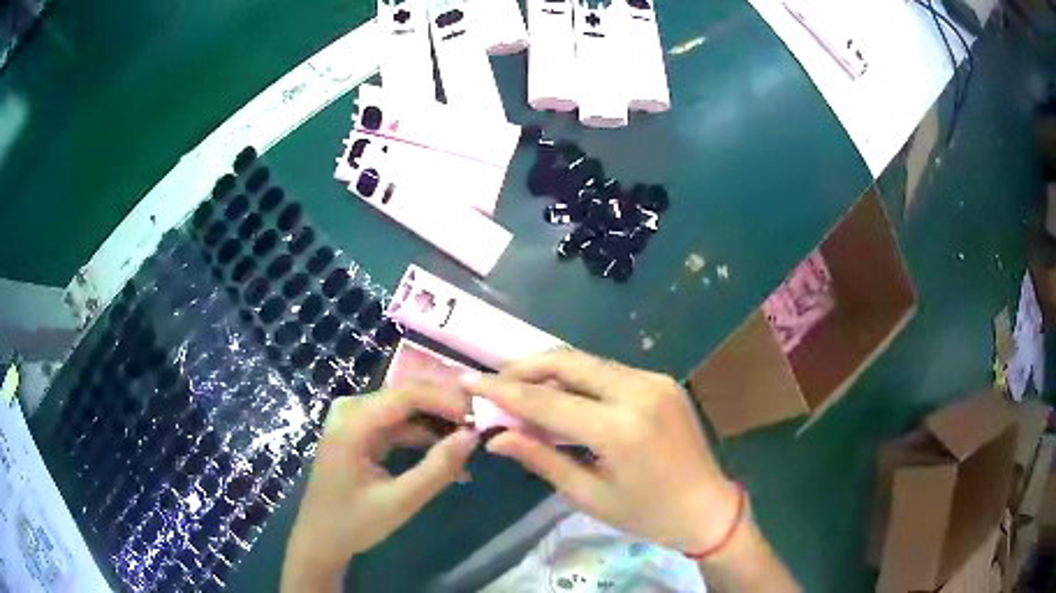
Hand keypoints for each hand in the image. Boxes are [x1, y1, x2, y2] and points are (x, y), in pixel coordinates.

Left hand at [282, 386, 477, 591]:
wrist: (321, 539)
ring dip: (437, 422)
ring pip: (405, 408)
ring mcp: (353, 420)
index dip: (446, 400)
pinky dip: (422, 436)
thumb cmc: (354, 524)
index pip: (406, 394)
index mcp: (352, 424)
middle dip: (445, 408)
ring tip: (470, 441)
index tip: (481, 416)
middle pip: (406, 395)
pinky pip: (397, 424)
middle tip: (481, 426)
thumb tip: (472, 437)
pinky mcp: (359, 432)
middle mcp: (350, 411)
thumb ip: (437, 469)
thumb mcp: (400, 502)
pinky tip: (446, 453)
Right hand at [461, 349, 738, 552]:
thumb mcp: (589, 496)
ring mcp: (654, 380)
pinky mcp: (661, 380)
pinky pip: (608, 371)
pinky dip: (577, 378)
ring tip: (519, 389)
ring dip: (549, 371)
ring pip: (587, 362)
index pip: (547, 401)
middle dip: (524, 368)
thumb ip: (542, 459)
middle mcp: (639, 391)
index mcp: (620, 429)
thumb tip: (496, 438)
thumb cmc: (648, 514)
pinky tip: (561, 396)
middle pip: (567, 361)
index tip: (468, 381)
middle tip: (493, 382)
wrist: (708, 507)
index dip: (503, 391)